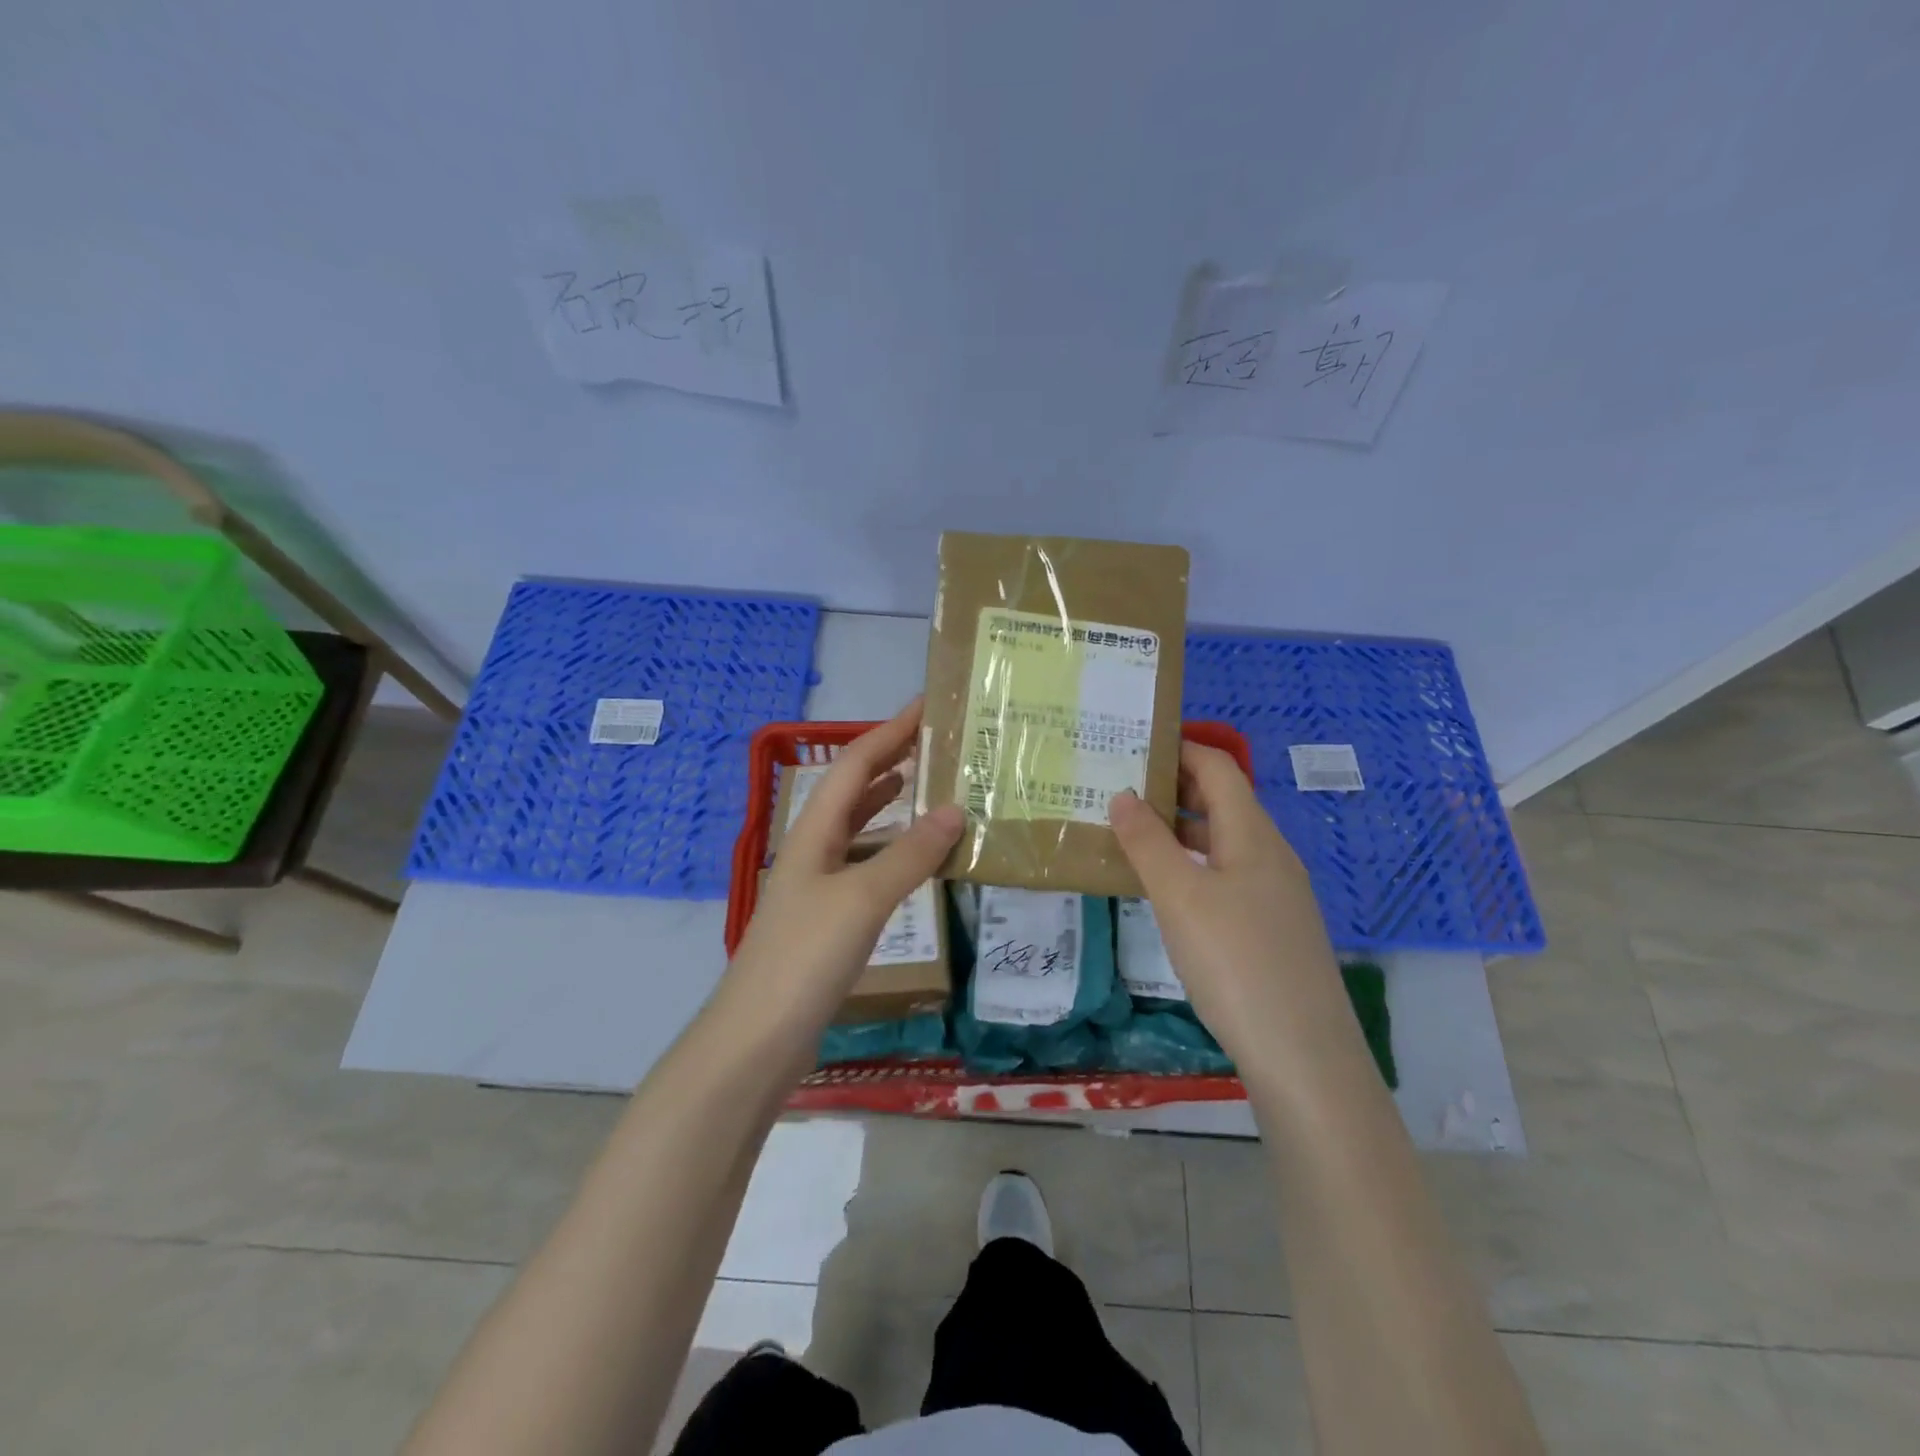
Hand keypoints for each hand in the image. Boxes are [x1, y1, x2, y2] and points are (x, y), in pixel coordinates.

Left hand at [729, 699, 963, 1026]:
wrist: (757, 1038)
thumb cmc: (806, 957)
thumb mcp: (863, 898)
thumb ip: (910, 854)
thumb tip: (956, 808)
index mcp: (814, 831)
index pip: (855, 764)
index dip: (889, 732)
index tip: (926, 706)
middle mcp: (813, 849)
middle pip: (852, 790)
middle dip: (890, 760)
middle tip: (937, 744)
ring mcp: (817, 885)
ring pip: (857, 827)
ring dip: (889, 802)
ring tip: (928, 786)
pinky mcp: (826, 918)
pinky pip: (864, 865)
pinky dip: (891, 849)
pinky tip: (912, 858)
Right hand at [1108, 743, 1343, 1068]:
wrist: (1304, 1058)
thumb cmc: (1236, 963)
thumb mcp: (1180, 897)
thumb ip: (1147, 842)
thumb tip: (1123, 794)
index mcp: (1253, 834)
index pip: (1217, 767)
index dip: (1178, 747)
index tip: (1131, 743)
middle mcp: (1270, 854)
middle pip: (1223, 801)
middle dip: (1173, 787)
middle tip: (1117, 787)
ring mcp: (1276, 894)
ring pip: (1223, 842)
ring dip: (1180, 830)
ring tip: (1129, 833)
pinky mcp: (1272, 929)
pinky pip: (1227, 876)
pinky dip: (1192, 865)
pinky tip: (1165, 889)